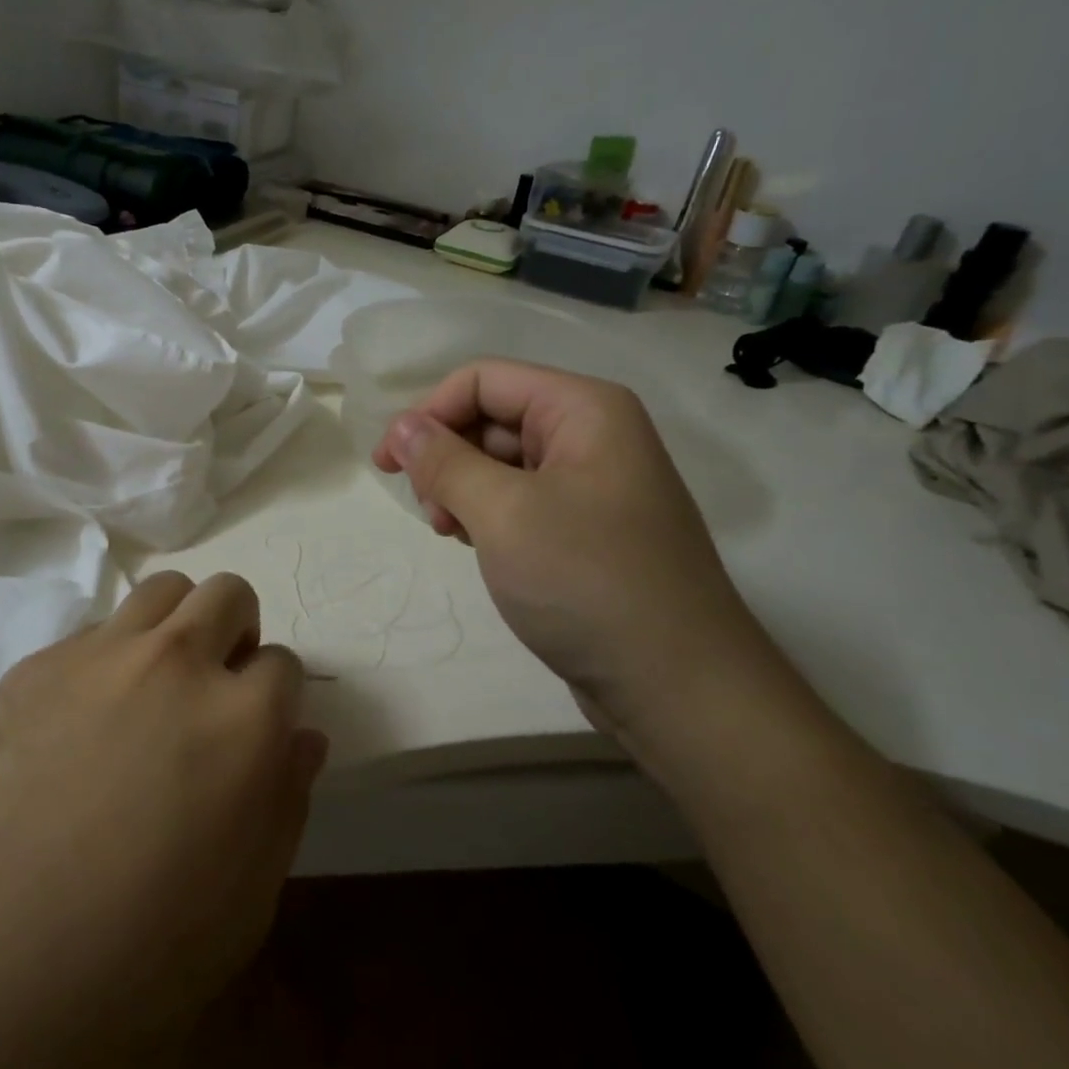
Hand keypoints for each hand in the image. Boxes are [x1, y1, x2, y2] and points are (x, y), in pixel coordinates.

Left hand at [0, 571, 325, 1068]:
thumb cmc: (129, 953)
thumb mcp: (242, 905)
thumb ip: (285, 805)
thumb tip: (302, 739)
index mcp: (240, 719)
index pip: (283, 665)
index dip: (275, 699)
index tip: (256, 731)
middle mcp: (178, 663)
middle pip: (229, 595)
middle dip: (237, 631)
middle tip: (214, 688)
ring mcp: (102, 653)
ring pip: (164, 590)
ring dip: (177, 623)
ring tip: (155, 681)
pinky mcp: (39, 662)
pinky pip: (95, 630)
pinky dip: (110, 657)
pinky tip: (80, 718)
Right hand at [372, 359, 780, 745]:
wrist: (678, 688)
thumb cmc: (587, 581)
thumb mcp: (503, 513)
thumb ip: (443, 461)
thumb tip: (401, 426)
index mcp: (583, 410)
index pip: (483, 380)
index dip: (429, 412)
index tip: (389, 464)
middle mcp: (592, 435)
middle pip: (492, 417)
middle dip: (446, 456)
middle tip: (429, 511)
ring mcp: (592, 484)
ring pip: (500, 461)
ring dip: (462, 488)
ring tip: (451, 533)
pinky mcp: (587, 528)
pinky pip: (521, 499)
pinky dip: (487, 514)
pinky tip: (476, 546)